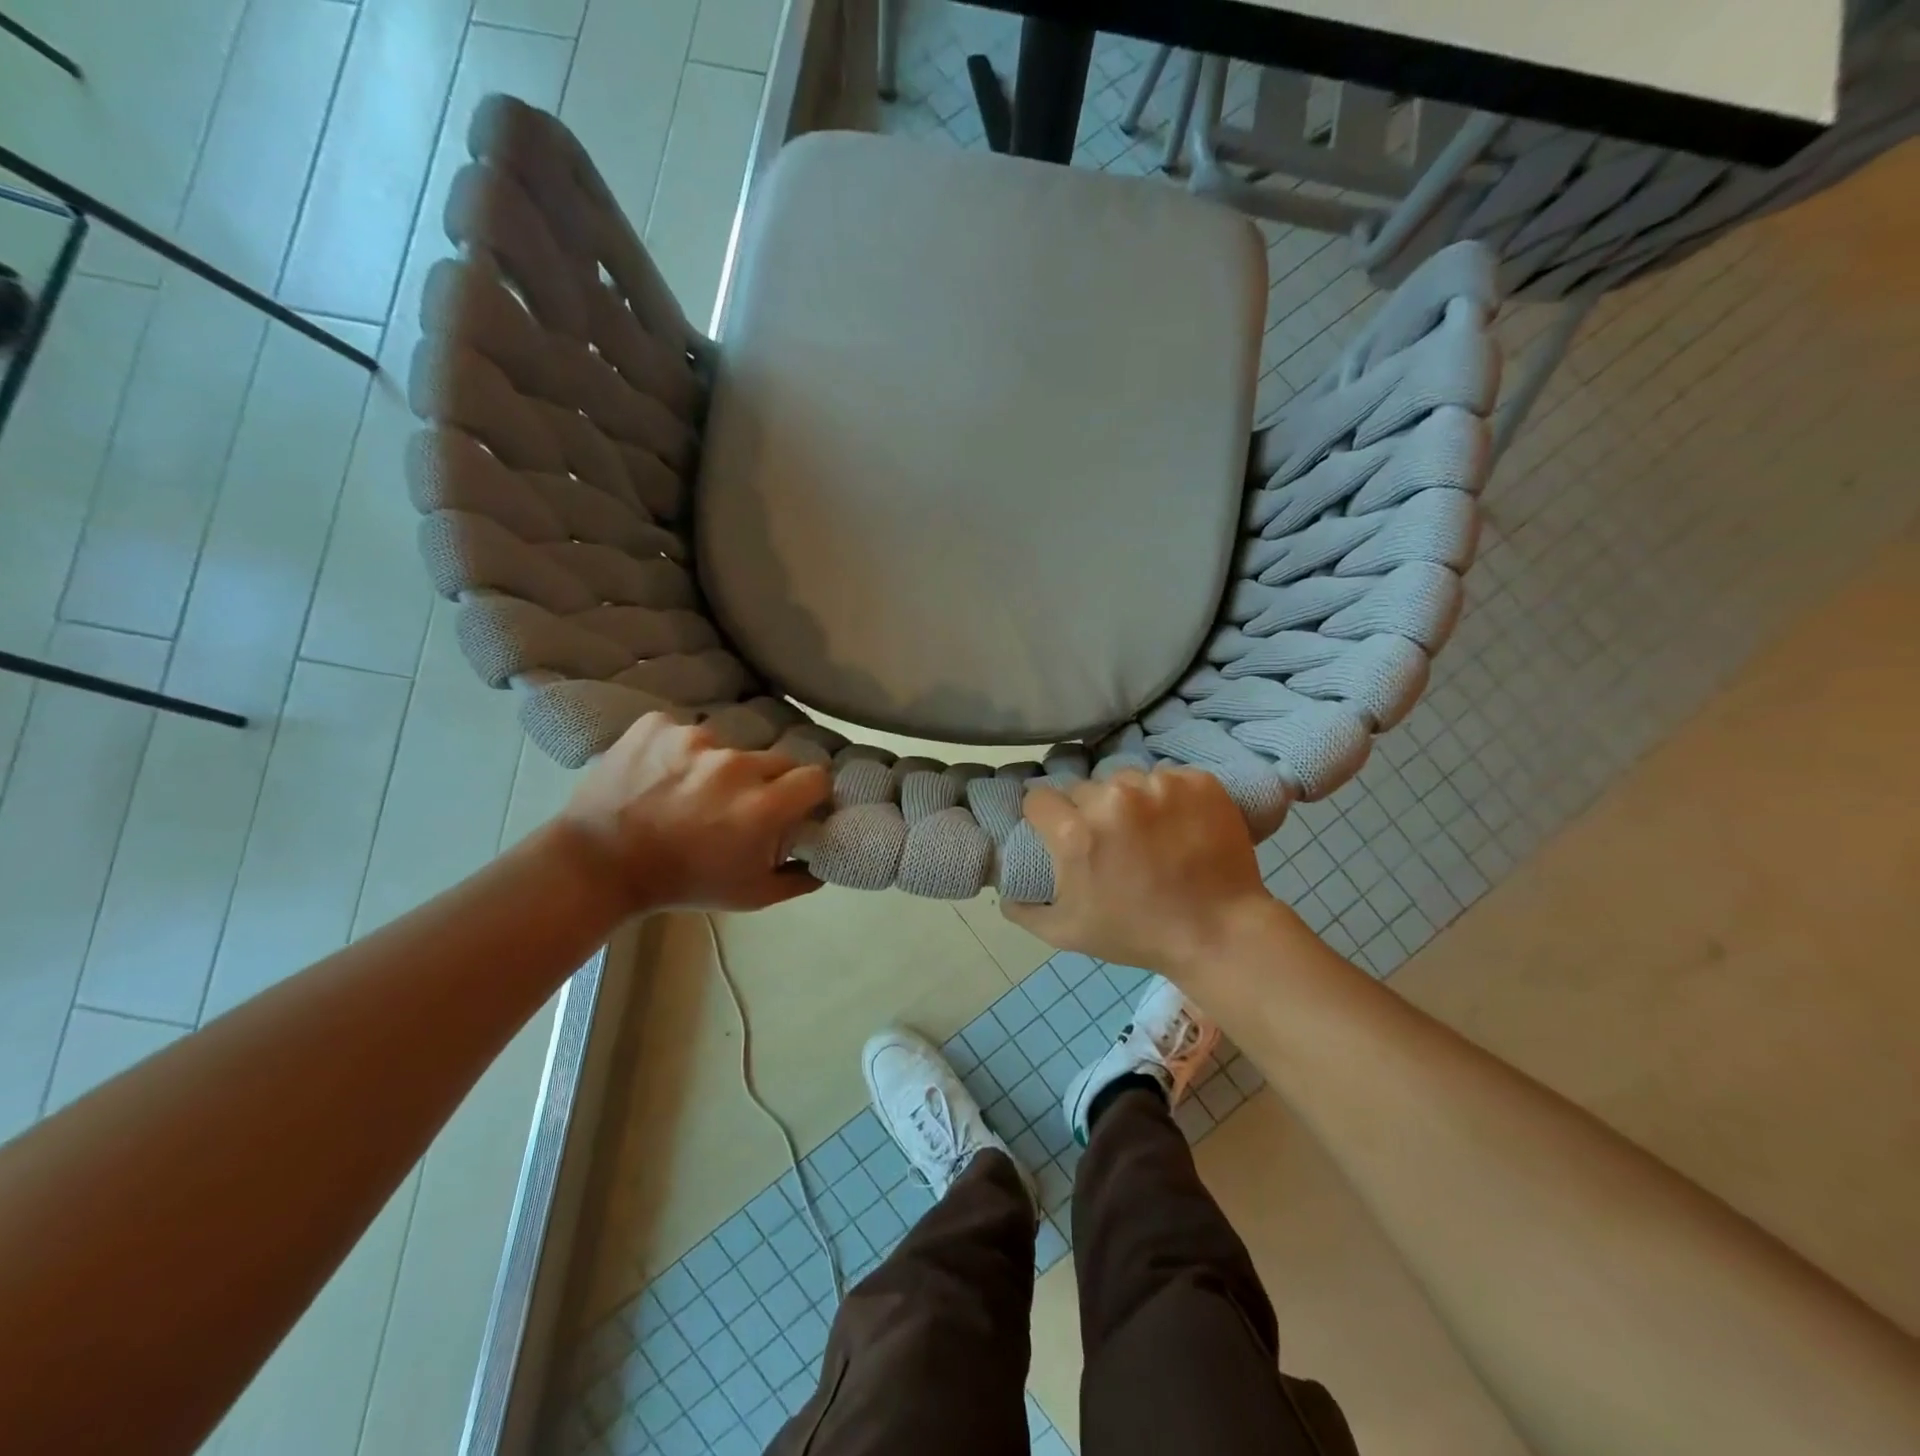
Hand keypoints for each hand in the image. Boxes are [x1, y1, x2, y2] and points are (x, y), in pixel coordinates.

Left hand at [555, 713, 829, 913]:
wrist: (597, 865)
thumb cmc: (681, 883)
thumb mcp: (750, 896)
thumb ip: (799, 878)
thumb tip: (824, 859)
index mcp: (763, 805)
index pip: (817, 777)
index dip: (811, 792)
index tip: (798, 804)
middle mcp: (736, 764)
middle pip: (776, 759)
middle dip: (767, 781)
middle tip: (740, 804)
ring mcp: (694, 739)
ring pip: (729, 745)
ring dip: (720, 766)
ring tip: (690, 791)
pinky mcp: (659, 724)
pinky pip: (685, 731)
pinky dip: (679, 751)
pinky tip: (662, 774)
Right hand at [1004, 766, 1289, 974]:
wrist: (1219, 933)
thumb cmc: (1138, 934)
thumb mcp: (1067, 934)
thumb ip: (1024, 910)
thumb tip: (1004, 891)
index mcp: (1076, 832)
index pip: (1039, 798)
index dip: (1045, 817)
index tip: (1059, 832)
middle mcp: (1113, 798)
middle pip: (1083, 788)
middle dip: (1089, 811)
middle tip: (1111, 842)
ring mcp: (1159, 786)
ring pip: (1126, 779)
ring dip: (1129, 801)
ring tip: (1149, 832)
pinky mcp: (1197, 781)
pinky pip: (1167, 778)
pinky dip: (1169, 797)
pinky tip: (1179, 825)